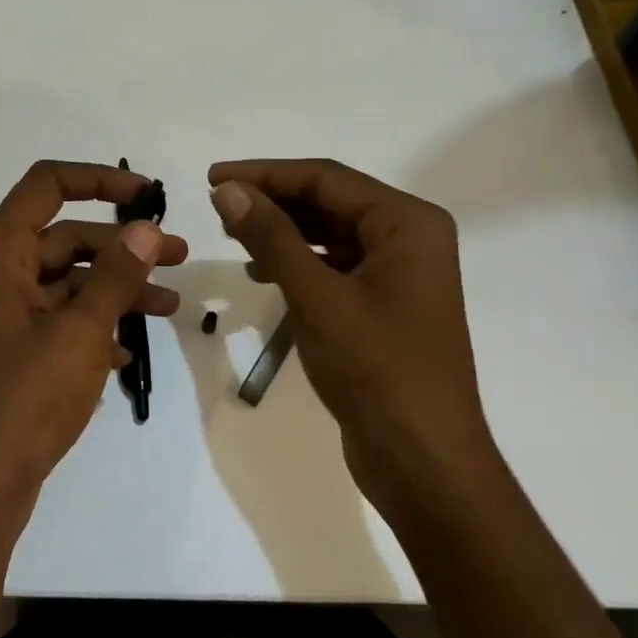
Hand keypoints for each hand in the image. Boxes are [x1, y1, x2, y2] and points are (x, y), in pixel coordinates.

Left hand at [0, 161, 188, 520]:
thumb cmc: (25, 399)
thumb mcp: (80, 331)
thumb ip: (116, 275)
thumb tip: (146, 229)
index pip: (46, 186)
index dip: (98, 179)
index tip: (147, 196)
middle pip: (65, 239)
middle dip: (123, 247)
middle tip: (180, 257)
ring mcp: (1, 317)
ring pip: (67, 284)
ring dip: (117, 289)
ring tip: (171, 307)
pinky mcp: (11, 353)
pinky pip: (58, 321)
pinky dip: (94, 326)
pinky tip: (129, 351)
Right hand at [208, 159, 496, 516]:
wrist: (424, 462)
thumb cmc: (376, 370)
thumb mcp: (316, 296)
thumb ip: (271, 236)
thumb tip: (228, 190)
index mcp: (408, 223)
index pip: (326, 179)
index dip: (265, 174)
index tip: (213, 178)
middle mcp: (410, 237)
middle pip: (329, 201)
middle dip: (273, 201)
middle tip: (217, 206)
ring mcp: (400, 272)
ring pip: (330, 233)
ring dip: (282, 230)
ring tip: (232, 233)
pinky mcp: (386, 303)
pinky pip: (335, 264)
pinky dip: (298, 262)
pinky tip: (262, 271)